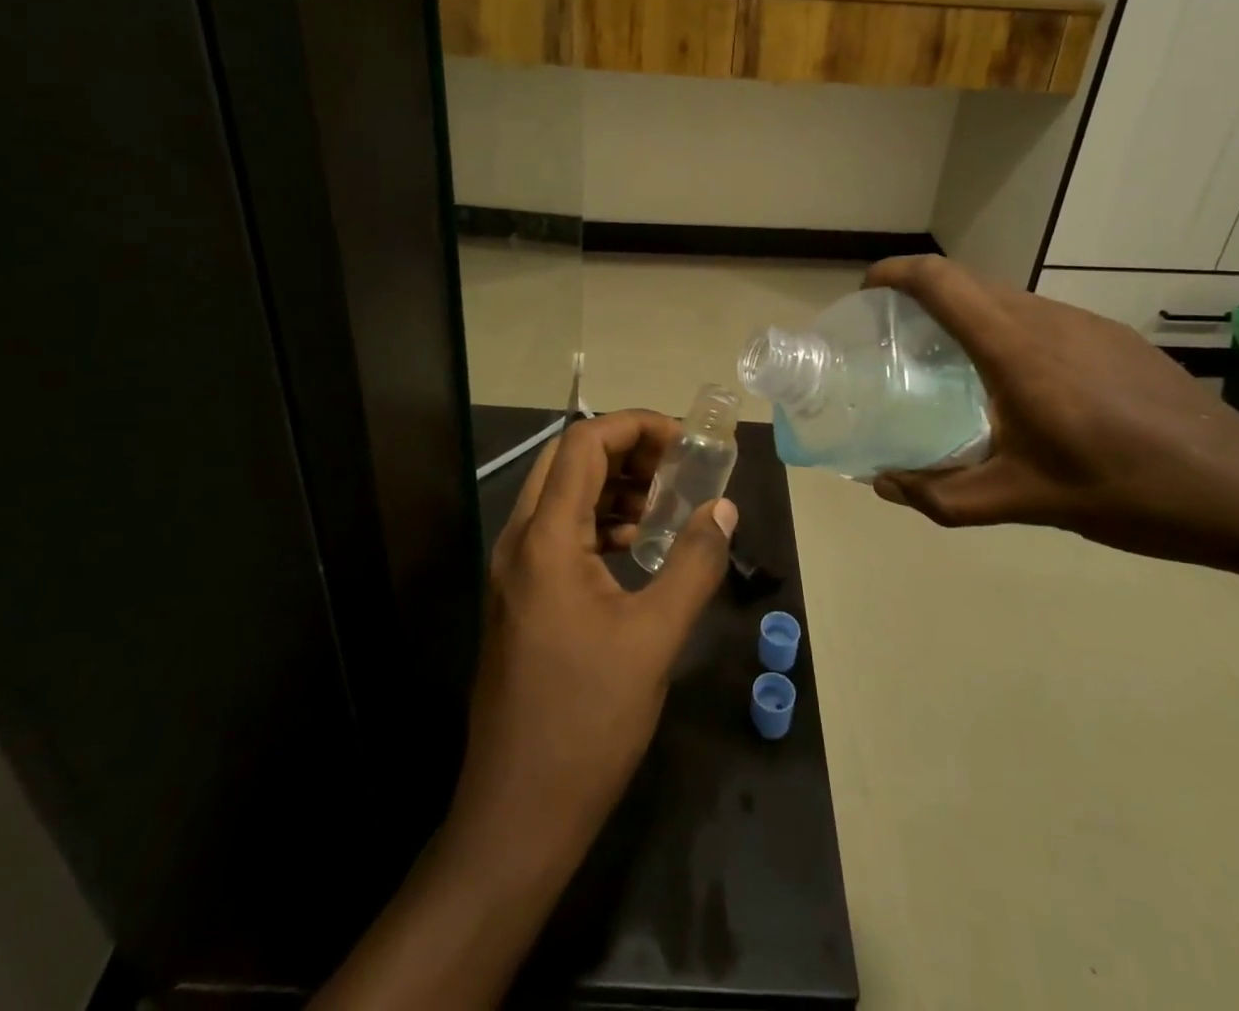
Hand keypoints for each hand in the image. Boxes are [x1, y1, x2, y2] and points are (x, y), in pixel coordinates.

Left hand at [311, 413, 738, 1009]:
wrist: (518, 812)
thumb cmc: (587, 721)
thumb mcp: (655, 638)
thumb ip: (694, 563)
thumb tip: (723, 507)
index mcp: (545, 539)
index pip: (583, 443)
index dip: (635, 426)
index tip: (685, 442)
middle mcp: (520, 541)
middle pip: (568, 461)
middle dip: (626, 452)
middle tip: (678, 468)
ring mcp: (514, 570)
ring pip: (562, 495)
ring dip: (612, 486)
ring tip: (665, 505)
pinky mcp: (520, 597)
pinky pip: (559, 532)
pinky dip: (599, 521)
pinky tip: (637, 547)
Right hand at [865, 255, 1238, 566]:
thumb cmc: (1124, 490)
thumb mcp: (1023, 501)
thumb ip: (943, 495)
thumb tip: (884, 485)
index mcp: (1015, 349)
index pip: (940, 280)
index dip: (896, 272)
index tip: (868, 290)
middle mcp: (1046, 319)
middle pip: (968, 281)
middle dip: (922, 293)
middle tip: (896, 334)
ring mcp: (1086, 322)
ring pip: (1005, 297)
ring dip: (966, 312)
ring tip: (950, 360)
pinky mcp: (1113, 336)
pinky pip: (1040, 316)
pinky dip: (1006, 328)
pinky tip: (1019, 381)